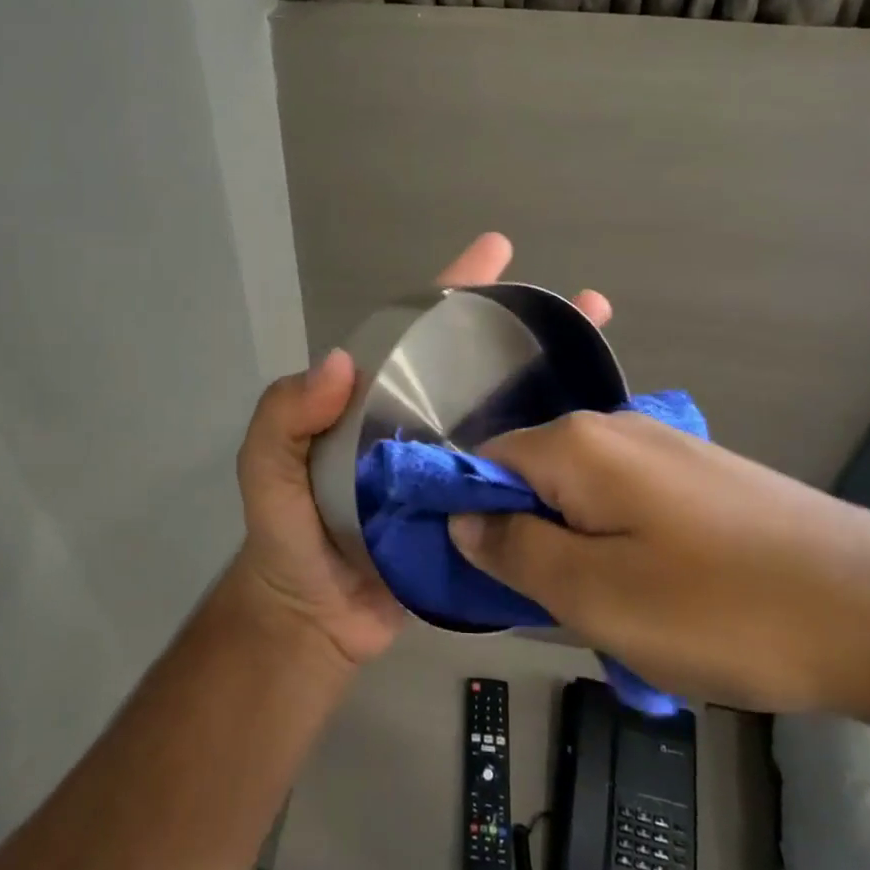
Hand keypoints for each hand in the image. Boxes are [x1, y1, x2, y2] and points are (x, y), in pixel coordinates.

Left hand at [233, 232, 612, 665]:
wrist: (315, 619)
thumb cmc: (286, 537)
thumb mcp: (265, 468)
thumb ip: (284, 416)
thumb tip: (339, 362)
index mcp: (374, 402)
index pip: (416, 333)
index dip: (455, 289)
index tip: (498, 250)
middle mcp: (418, 423)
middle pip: (475, 365)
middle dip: (524, 328)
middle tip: (584, 304)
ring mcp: (451, 467)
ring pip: (507, 414)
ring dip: (552, 384)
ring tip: (604, 354)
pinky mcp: (476, 512)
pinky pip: (517, 472)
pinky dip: (553, 453)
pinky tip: (598, 439)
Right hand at [448, 411, 869, 711]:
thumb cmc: (720, 608)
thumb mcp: (592, 595)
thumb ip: (513, 549)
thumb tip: (462, 518)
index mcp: (576, 443)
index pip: (483, 460)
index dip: (470, 514)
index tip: (485, 576)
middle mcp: (615, 426)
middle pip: (534, 476)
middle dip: (531, 539)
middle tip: (560, 609)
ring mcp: (666, 446)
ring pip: (584, 495)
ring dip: (581, 551)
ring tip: (621, 615)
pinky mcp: (704, 474)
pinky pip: (631, 503)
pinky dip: (626, 547)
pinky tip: (667, 596)